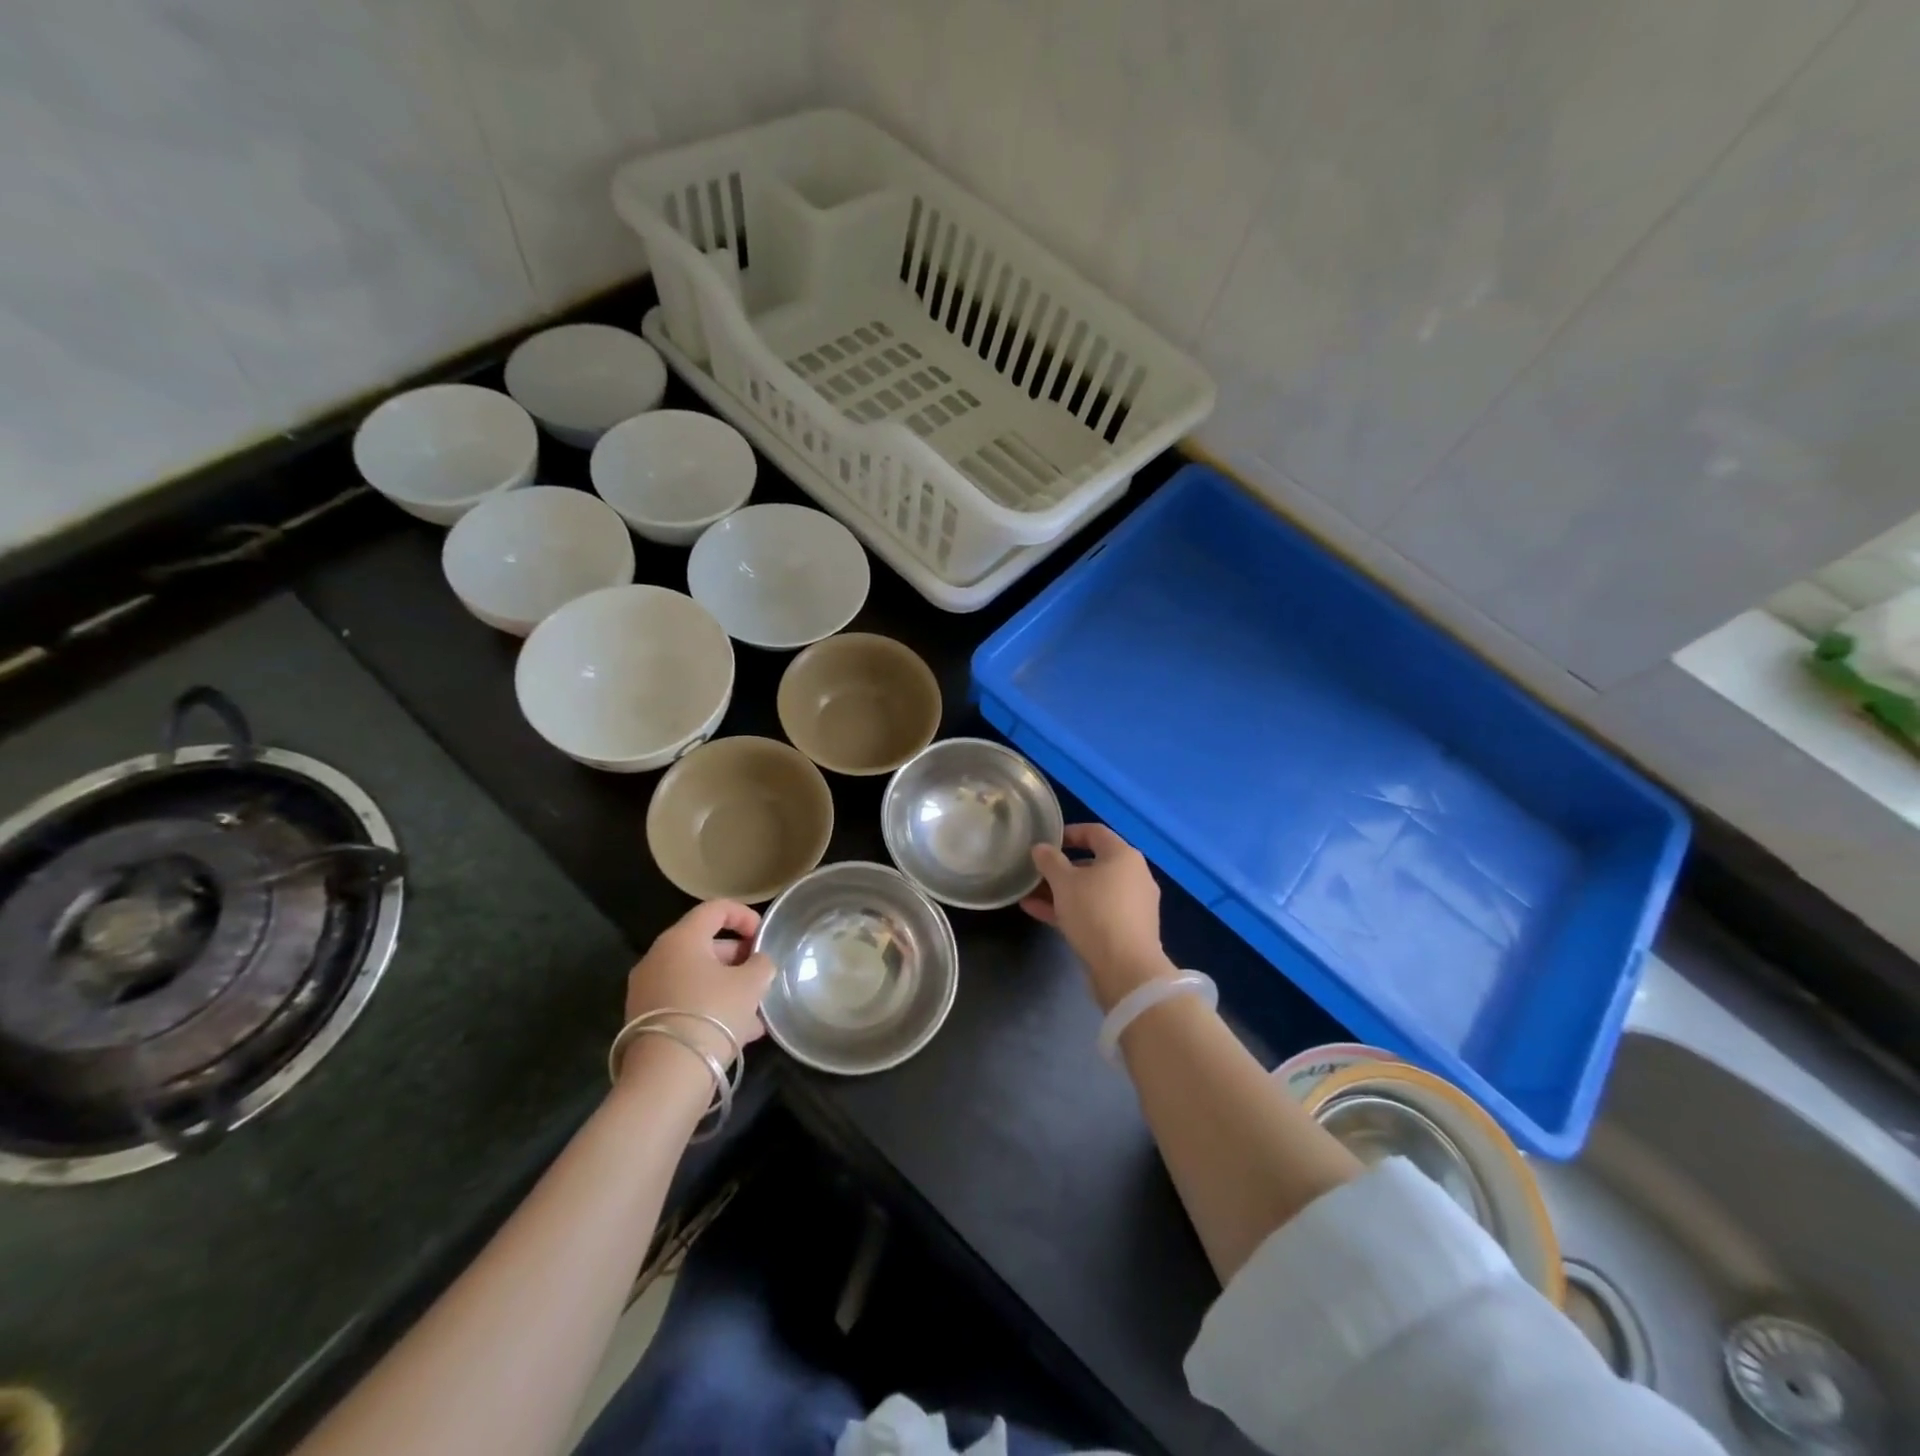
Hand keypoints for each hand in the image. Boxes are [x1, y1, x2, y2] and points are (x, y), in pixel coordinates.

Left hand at [621, 901, 775, 1073]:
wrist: (666, 1078)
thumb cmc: (712, 1015)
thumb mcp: (751, 984)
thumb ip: (761, 965)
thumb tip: (757, 963)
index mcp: (681, 939)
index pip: (715, 908)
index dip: (744, 915)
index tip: (764, 936)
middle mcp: (658, 958)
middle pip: (704, 945)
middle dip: (738, 958)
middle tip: (761, 975)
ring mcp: (647, 991)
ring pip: (696, 978)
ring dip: (728, 988)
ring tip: (757, 1011)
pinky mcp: (646, 1021)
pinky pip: (685, 1002)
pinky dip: (711, 1007)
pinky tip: (739, 1033)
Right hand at [1022, 824, 1176, 1010]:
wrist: (1127, 970)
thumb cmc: (1095, 913)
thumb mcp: (1064, 883)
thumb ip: (1050, 861)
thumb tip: (1040, 848)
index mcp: (1123, 856)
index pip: (1095, 832)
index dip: (1069, 833)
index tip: (1046, 841)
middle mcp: (1133, 876)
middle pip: (1093, 864)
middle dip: (1061, 868)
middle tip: (1036, 872)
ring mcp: (1132, 905)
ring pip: (1091, 891)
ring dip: (1061, 891)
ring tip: (1029, 894)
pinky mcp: (1126, 930)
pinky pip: (1095, 911)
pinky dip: (1071, 909)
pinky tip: (1038, 913)